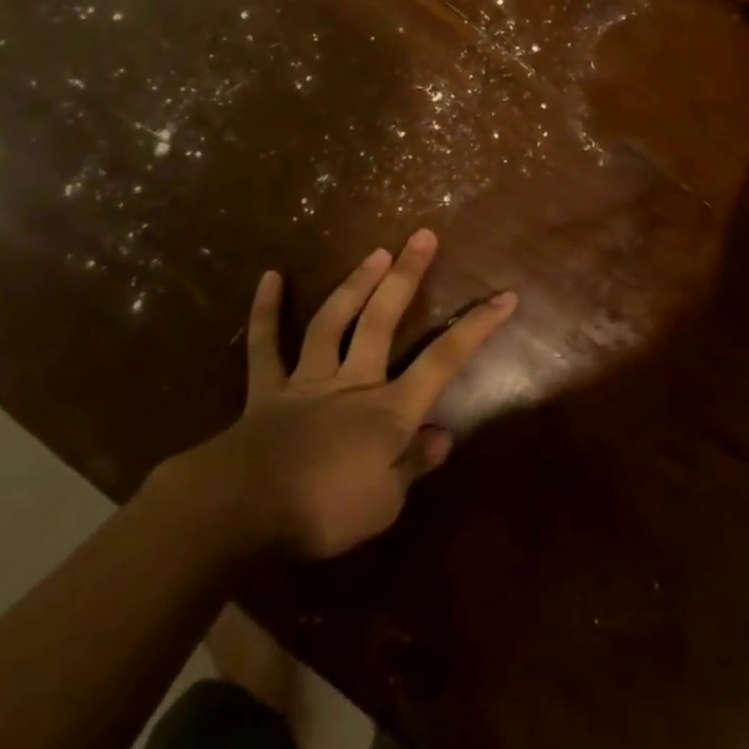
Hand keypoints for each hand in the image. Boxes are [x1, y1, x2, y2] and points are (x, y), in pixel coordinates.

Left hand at [193, 230, 515, 558]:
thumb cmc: (323, 512)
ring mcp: (309, 379)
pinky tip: (270, 276)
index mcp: (388, 411)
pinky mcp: (268, 389)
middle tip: (422, 236)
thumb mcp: (384, 505)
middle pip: (383, 320)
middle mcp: (353, 382)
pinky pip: (266, 346)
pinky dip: (266, 312)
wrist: (243, 511)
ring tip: (375, 252)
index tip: (504, 296)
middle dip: (406, 276)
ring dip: (355, 284)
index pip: (443, 361)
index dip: (476, 328)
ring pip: (334, 321)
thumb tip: (443, 436)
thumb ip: (413, 465)